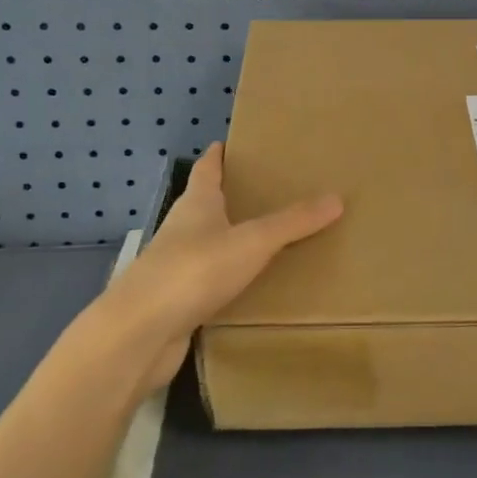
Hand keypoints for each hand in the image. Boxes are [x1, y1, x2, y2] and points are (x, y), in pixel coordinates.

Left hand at [96, 142, 342, 393]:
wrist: (139, 334)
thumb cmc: (194, 271)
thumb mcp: (252, 241)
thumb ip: (293, 222)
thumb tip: (337, 198)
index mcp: (196, 204)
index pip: (207, 168)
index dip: (219, 155)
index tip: (233, 143)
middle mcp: (182, 229)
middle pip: (206, 203)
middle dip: (232, 195)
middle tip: (268, 189)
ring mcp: (175, 266)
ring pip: (207, 243)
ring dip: (230, 238)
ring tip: (267, 236)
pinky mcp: (176, 301)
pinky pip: (208, 280)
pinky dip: (228, 277)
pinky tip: (250, 284)